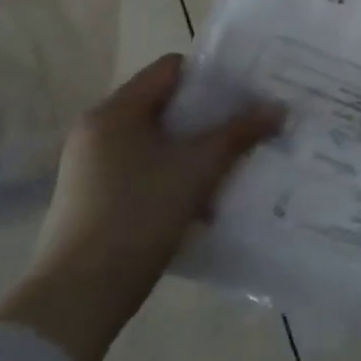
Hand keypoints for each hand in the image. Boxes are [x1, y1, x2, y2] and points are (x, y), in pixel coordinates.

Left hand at [0, 55, 281, 360]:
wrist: (82, 291)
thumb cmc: (139, 213)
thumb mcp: (199, 168)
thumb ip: (240, 133)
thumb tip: (279, 107)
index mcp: (115, 112)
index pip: (171, 69)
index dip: (213, 74)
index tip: (250, 89)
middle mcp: (99, 131)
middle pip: (166, 104)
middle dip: (212, 113)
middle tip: (253, 121)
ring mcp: (94, 166)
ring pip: (159, 139)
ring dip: (198, 145)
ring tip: (238, 156)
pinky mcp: (98, 196)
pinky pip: (148, 167)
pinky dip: (178, 170)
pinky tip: (208, 190)